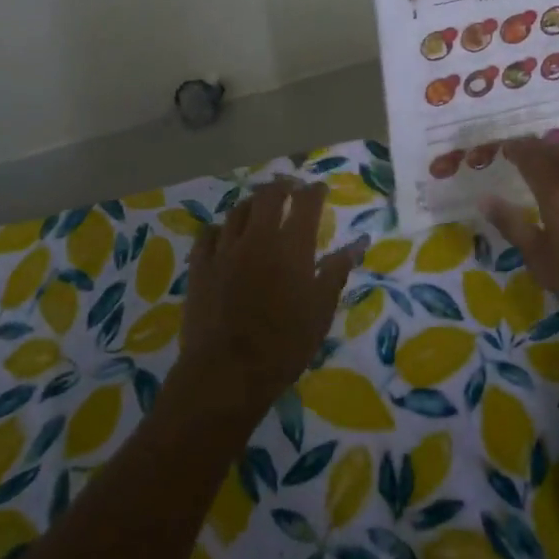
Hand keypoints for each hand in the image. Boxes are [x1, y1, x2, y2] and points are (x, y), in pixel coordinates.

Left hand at [175, 178, 366, 420]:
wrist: (227, 371)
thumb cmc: (284, 344)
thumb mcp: (321, 310)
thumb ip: (337, 271)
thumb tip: (358, 243)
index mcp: (292, 246)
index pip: (306, 202)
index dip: (314, 191)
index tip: (319, 189)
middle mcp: (258, 237)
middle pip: (268, 196)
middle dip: (282, 187)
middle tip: (290, 189)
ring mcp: (225, 249)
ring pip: (237, 211)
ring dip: (252, 204)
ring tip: (259, 208)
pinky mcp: (200, 266)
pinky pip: (208, 235)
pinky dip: (220, 229)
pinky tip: (223, 235)